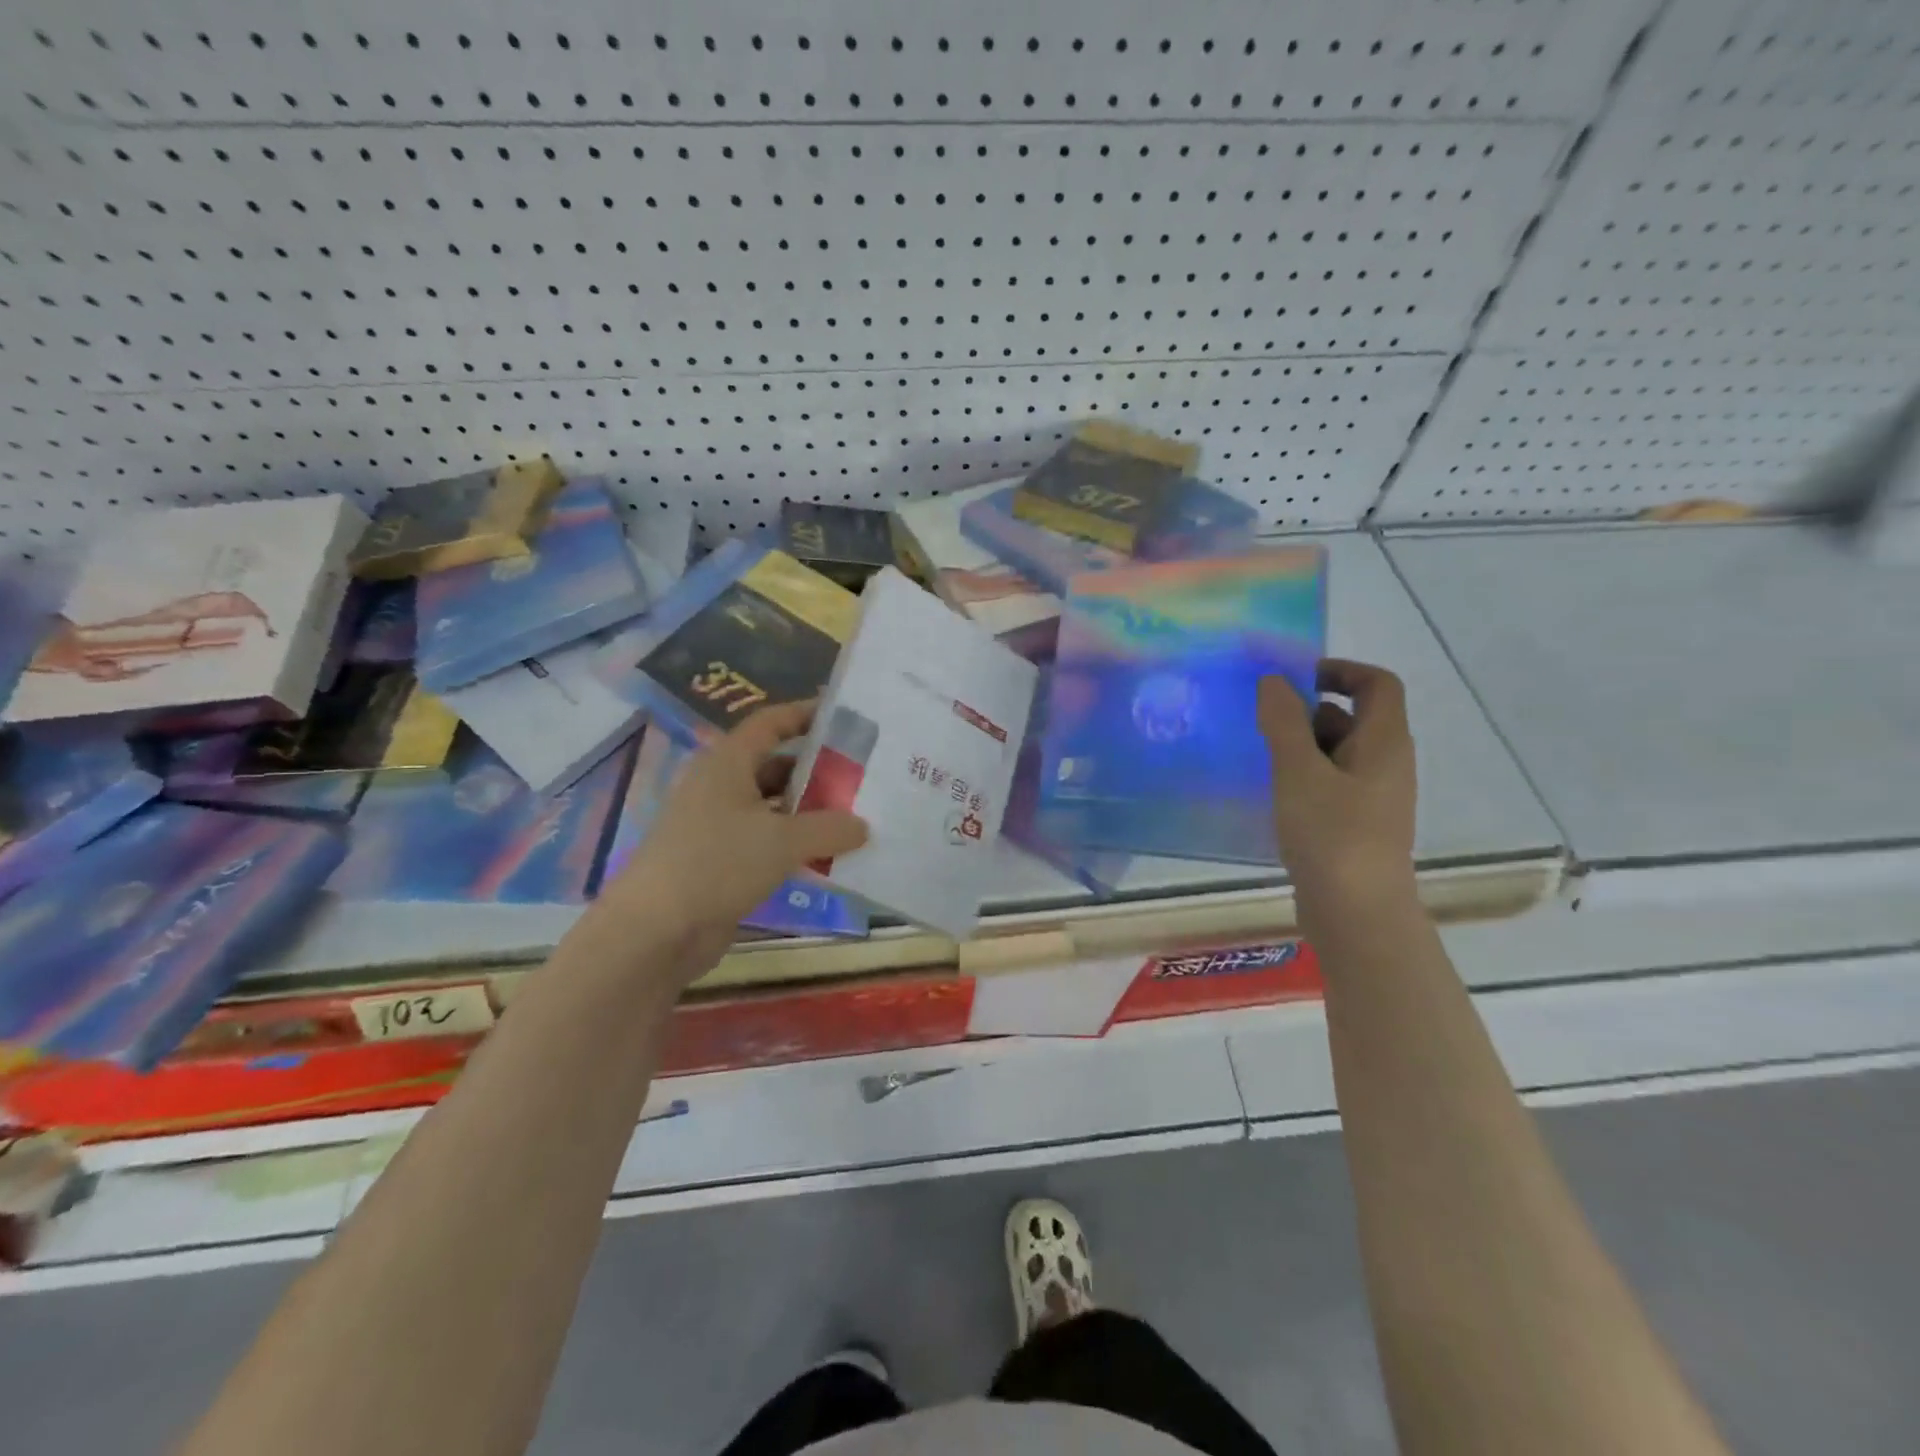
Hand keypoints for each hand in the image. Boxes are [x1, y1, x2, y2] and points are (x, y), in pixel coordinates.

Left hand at [594, 701, 867, 970]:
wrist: (655, 931)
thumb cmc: (717, 864)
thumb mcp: (783, 841)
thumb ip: (829, 828)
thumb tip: (863, 826)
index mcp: (727, 763)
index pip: (770, 723)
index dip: (805, 714)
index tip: (844, 717)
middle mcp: (719, 786)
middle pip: (774, 765)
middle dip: (816, 770)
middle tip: (861, 777)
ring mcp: (716, 825)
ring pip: (771, 806)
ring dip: (807, 812)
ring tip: (853, 818)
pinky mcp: (718, 861)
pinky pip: (764, 841)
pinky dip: (792, 844)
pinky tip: (824, 856)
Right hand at [1258, 659, 1418, 917]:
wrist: (1356, 913)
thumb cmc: (1332, 834)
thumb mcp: (1299, 772)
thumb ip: (1285, 722)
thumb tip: (1274, 681)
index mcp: (1385, 742)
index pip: (1377, 684)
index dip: (1340, 670)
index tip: (1294, 679)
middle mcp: (1385, 763)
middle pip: (1353, 716)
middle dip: (1307, 711)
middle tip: (1262, 720)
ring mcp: (1371, 796)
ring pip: (1336, 752)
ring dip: (1300, 746)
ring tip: (1258, 755)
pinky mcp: (1354, 824)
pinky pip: (1329, 783)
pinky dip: (1302, 776)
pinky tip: (1271, 791)